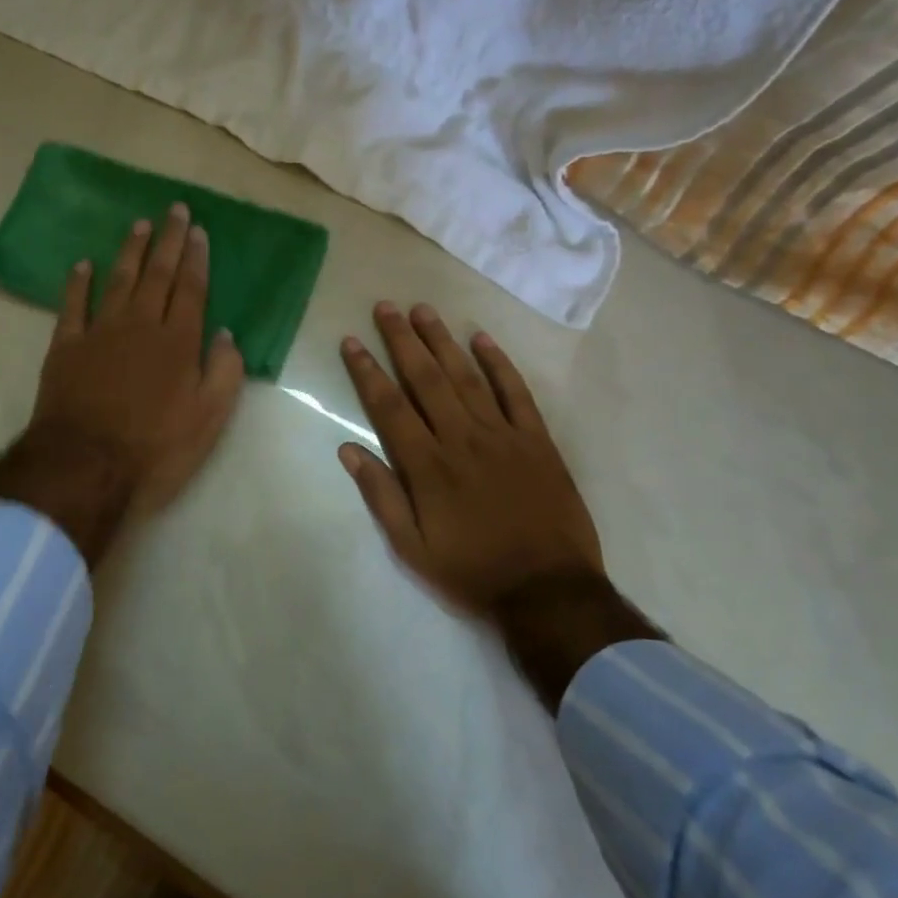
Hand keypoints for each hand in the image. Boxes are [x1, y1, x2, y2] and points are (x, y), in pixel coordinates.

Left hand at [29, 202, 244, 515]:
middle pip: (157, 274)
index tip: (199, 231)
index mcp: (178, 342)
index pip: (191, 289)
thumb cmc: (155, 447)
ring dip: (130, 251)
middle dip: (169, 240)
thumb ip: (224, 372)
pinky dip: (77, 282)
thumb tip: (227, 335)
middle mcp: (140, 325)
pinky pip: (72, 304)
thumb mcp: (209, 419)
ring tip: (140, 225)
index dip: (196, 258)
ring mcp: (99, 332)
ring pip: (118, 280)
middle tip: (175, 209)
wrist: (85, 465)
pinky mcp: (65, 346)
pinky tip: (82, 264)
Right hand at [336, 303, 603, 612]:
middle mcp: (462, 439)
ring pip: (467, 376)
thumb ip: (381, 496)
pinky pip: (516, 393)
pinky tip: (482, 339)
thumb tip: (349, 449)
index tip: (352, 341)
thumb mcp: (412, 548)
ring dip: (442, 340)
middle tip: (386, 307)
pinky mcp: (537, 440)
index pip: (389, 406)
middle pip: (426, 379)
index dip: (367, 371)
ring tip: (423, 310)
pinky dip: (499, 364)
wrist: (548, 590)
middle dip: (402, 340)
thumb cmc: (471, 572)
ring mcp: (503, 435)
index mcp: (428, 466)